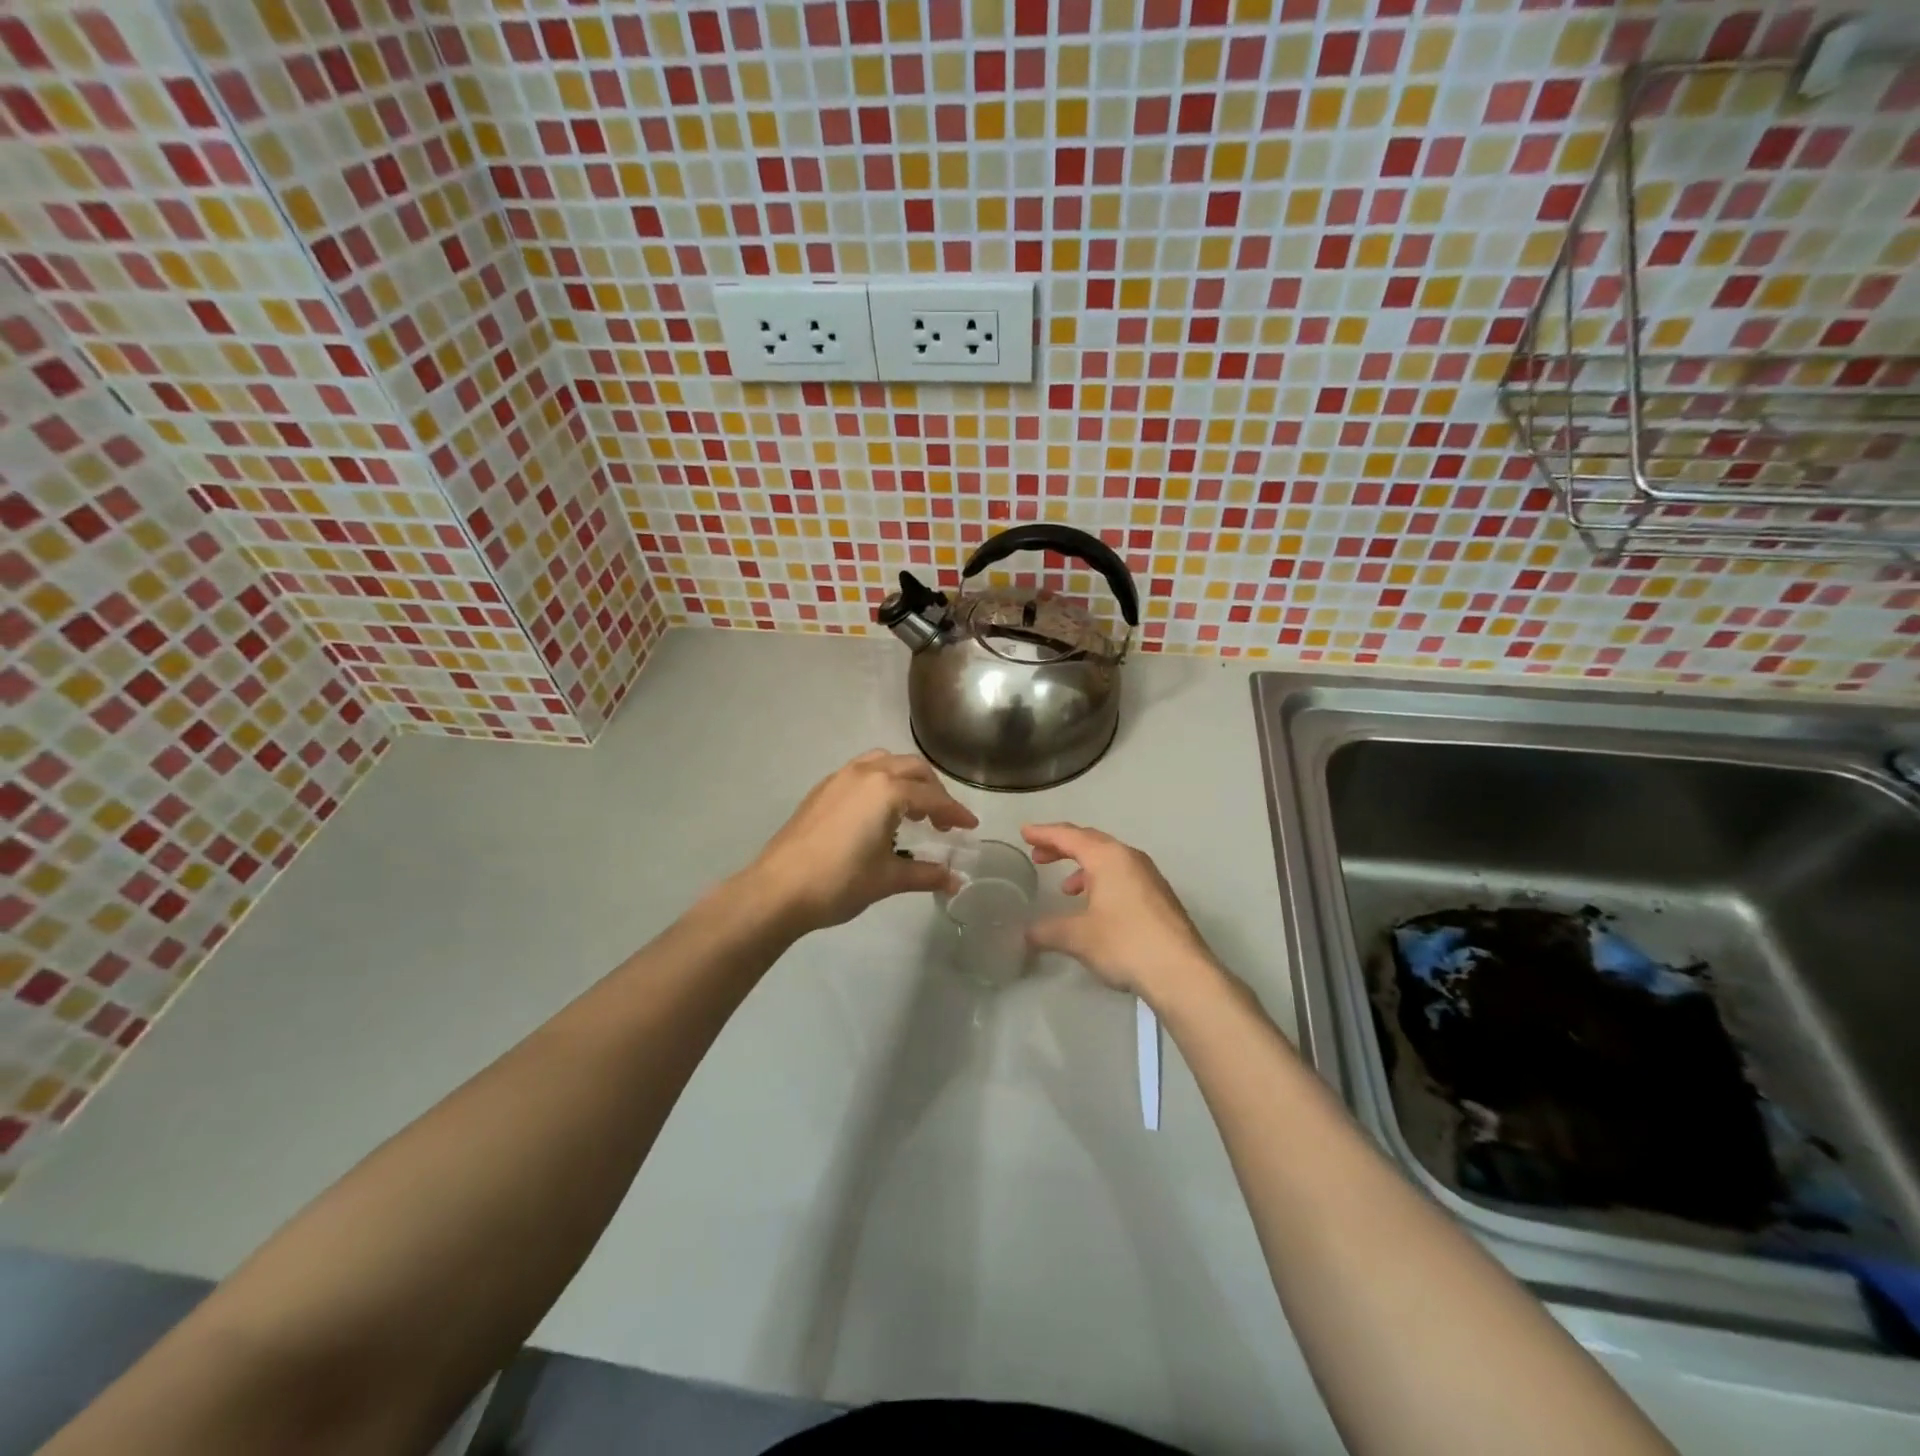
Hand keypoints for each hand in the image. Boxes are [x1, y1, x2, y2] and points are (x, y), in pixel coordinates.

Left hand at [745, 751, 978, 934]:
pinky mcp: (822, 789)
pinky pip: (861, 772)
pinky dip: (880, 783)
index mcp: (887, 791)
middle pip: (912, 769)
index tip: (970, 827)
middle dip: (933, 791)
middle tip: (942, 821)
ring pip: (884, 763)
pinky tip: (877, 814)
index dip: (955, 813)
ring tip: (911, 812)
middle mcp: (866, 773)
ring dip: (905, 781)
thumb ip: (926, 874)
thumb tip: (955, 881)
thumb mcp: (888, 878)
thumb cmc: (839, 882)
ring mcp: (839, 778)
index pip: (932, 797)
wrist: (777, 889)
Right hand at [1022, 823, 1220, 1007]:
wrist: (1182, 972)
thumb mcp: (1078, 937)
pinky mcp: (1159, 897)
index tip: (1024, 832)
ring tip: (1066, 887)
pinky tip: (1095, 907)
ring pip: (1109, 860)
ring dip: (1084, 867)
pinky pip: (1122, 876)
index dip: (1044, 833)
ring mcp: (1149, 876)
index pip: (1069, 836)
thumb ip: (1048, 930)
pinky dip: (1102, 881)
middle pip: (1090, 842)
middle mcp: (1130, 858)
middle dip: (1062, 847)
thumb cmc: (1125, 943)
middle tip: (1038, 854)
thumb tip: (1027, 933)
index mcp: (1108, 857)